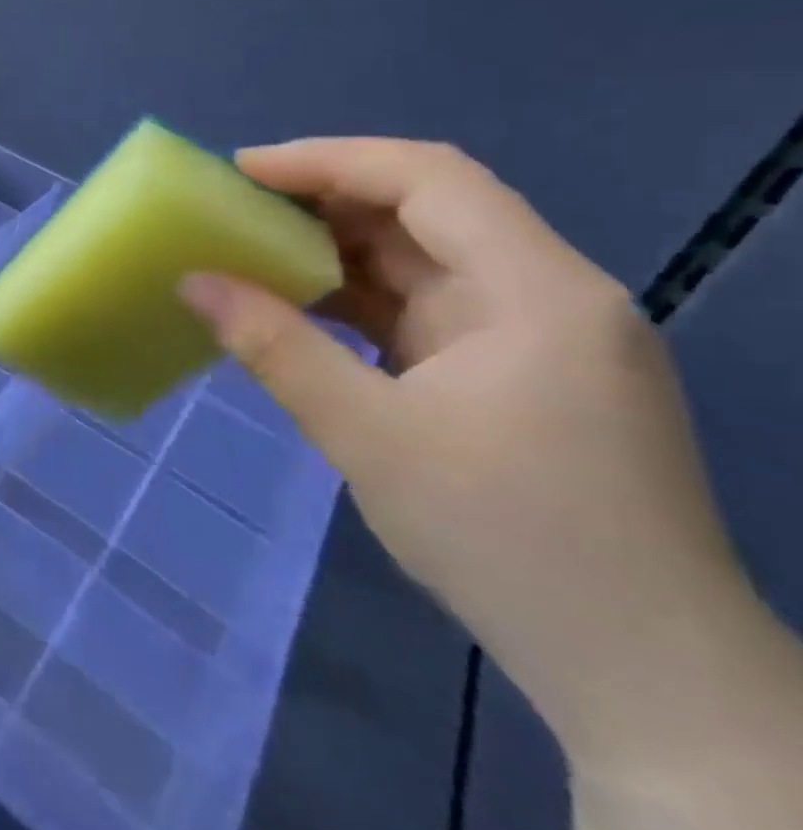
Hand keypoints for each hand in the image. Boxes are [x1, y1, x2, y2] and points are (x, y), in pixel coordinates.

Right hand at [178, 138, 760, 772]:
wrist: (636, 669)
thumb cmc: (506, 537)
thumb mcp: (367, 435)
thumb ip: (275, 346)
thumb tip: (193, 281)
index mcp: (535, 290)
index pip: (428, 179)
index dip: (328, 160)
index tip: (241, 170)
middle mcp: (544, 294)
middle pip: (426, 210)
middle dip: (323, 199)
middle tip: (232, 206)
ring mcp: (531, 336)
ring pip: (421, 259)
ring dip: (335, 249)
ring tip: (249, 246)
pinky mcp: (512, 372)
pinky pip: (422, 307)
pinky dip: (356, 297)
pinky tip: (299, 305)